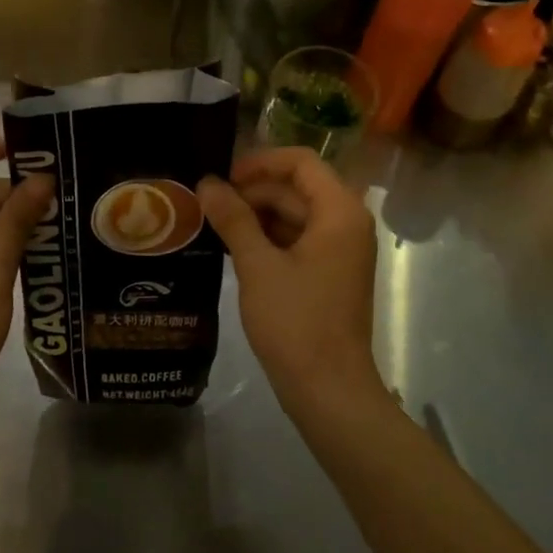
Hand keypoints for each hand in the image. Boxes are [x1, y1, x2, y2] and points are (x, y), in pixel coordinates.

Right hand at [198, 147, 385, 418]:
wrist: (329, 390)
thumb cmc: (296, 322)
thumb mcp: (257, 265)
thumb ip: (233, 218)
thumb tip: (206, 182)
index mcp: (339, 212)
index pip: (301, 162)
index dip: (259, 163)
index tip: (222, 179)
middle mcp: (346, 224)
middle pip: (296, 188)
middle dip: (252, 192)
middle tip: (207, 206)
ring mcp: (340, 251)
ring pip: (294, 215)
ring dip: (256, 216)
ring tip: (212, 226)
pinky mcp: (329, 274)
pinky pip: (296, 240)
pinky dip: (267, 239)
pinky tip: (232, 249)